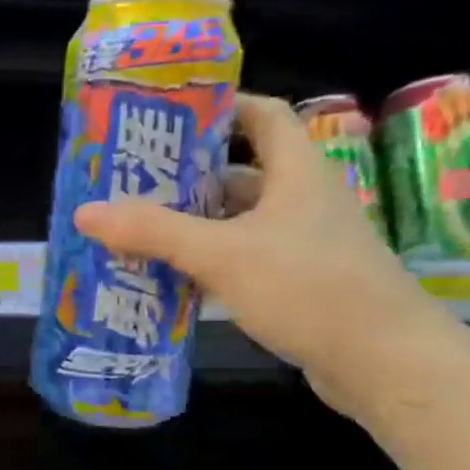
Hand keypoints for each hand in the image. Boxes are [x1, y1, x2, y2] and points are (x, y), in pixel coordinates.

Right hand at [72, 92, 452, 415]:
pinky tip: (167, 276)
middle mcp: (301, 200)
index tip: (166, 117)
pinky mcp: (297, 282)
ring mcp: (301, 243)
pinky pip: (241, 258)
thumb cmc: (309, 288)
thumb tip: (85, 212)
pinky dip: (206, 261)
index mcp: (295, 172)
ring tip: (134, 229)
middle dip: (184, 177)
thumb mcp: (222, 254)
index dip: (219, 107)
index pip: (262, 115)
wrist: (384, 362)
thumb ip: (153, 231)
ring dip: (190, 224)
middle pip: (238, 172)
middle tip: (129, 183)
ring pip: (235, 221)